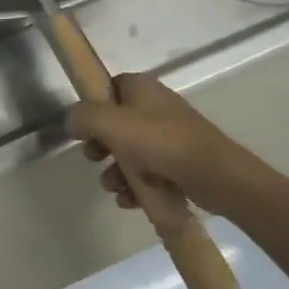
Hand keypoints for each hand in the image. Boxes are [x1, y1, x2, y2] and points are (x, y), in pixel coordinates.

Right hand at [67, 73, 280, 218]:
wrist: (217, 176)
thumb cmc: (160, 142)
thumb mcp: (110, 123)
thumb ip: (82, 116)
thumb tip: (71, 121)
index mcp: (142, 88)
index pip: (108, 88)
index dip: (92, 107)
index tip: (83, 129)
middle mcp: (156, 107)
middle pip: (115, 123)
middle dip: (101, 146)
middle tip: (95, 160)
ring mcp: (170, 136)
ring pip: (130, 151)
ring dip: (116, 172)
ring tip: (114, 189)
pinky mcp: (180, 162)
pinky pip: (149, 172)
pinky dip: (136, 185)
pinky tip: (130, 200)